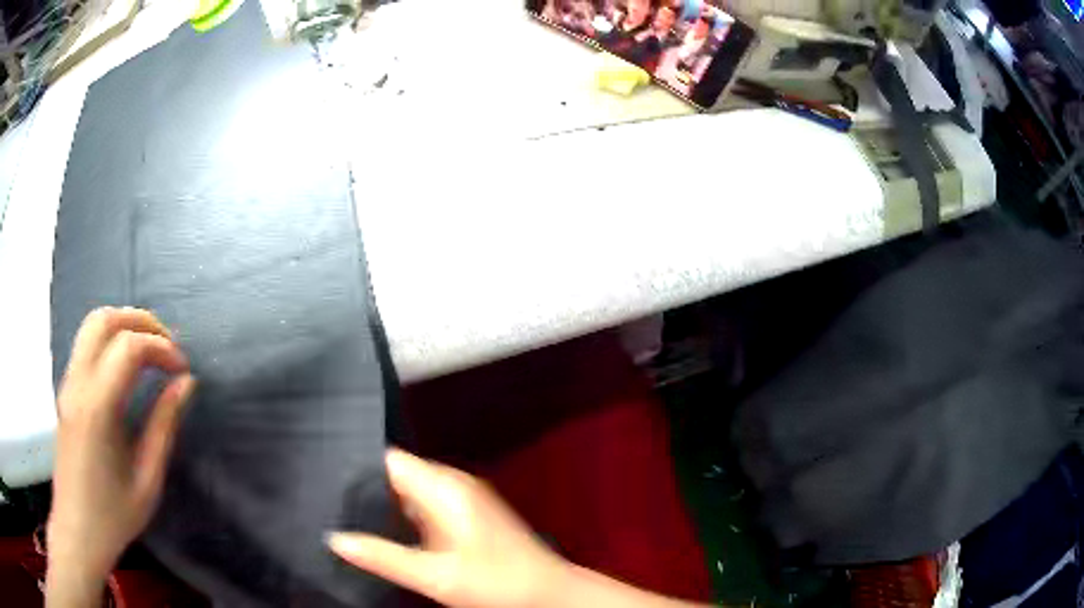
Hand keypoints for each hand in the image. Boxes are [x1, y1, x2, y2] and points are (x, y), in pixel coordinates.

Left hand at [47, 307, 195, 605]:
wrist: (78, 530)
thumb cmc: (114, 515)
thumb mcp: (147, 480)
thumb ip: (164, 426)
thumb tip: (185, 384)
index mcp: (97, 408)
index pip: (128, 347)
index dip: (161, 348)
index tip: (183, 370)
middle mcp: (77, 383)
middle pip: (105, 320)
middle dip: (141, 322)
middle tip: (168, 346)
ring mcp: (67, 383)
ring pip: (92, 325)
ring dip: (124, 325)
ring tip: (150, 349)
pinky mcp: (66, 389)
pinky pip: (86, 344)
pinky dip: (111, 339)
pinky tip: (127, 365)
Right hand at [328, 449, 568, 607]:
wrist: (548, 593)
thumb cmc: (499, 582)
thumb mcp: (435, 576)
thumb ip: (383, 557)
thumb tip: (335, 539)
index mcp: (444, 487)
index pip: (389, 459)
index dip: (355, 465)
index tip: (324, 479)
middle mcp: (453, 484)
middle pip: (396, 474)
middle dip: (364, 489)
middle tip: (329, 504)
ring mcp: (462, 497)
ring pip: (409, 491)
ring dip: (383, 504)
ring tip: (347, 518)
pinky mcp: (466, 513)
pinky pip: (424, 505)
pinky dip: (403, 516)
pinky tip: (386, 534)